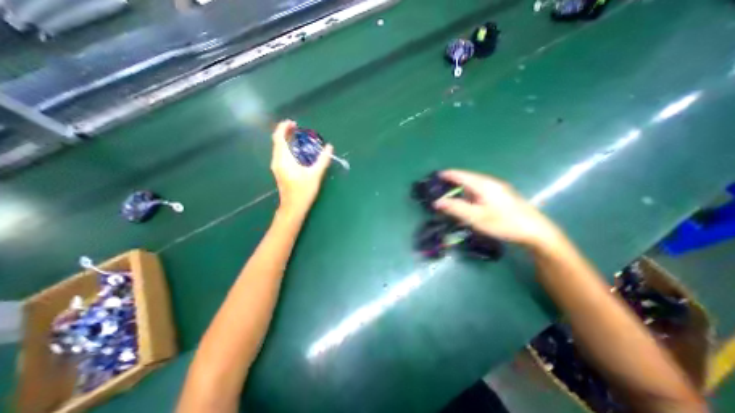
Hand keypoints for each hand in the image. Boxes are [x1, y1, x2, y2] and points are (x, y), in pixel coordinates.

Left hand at [270, 119, 333, 213]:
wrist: (293, 207)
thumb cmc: (303, 191)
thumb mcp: (315, 175)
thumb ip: (322, 160)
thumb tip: (329, 147)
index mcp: (283, 160)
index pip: (279, 138)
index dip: (284, 128)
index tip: (293, 122)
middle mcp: (277, 161)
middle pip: (277, 142)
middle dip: (286, 132)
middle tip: (297, 127)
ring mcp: (277, 167)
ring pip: (278, 148)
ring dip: (286, 140)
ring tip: (298, 137)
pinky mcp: (279, 171)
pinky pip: (281, 154)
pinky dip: (287, 148)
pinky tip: (297, 151)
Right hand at [435, 168, 564, 246]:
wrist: (535, 231)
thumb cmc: (504, 223)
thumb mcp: (476, 217)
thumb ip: (455, 208)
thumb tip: (436, 202)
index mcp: (483, 185)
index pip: (460, 175)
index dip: (447, 175)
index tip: (435, 176)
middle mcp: (490, 183)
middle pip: (467, 178)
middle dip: (452, 181)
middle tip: (439, 188)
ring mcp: (497, 189)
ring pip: (474, 185)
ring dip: (461, 188)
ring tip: (450, 194)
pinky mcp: (501, 196)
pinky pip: (480, 190)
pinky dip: (469, 193)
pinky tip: (468, 202)